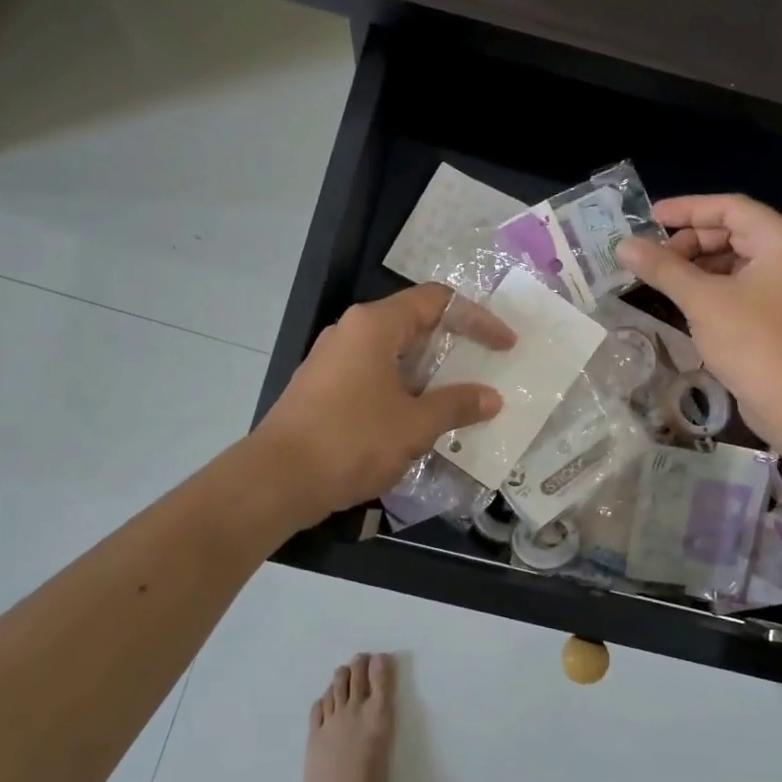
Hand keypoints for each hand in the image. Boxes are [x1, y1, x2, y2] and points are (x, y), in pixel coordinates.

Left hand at [254, 284, 513, 527]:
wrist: (276, 480)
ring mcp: (332, 360)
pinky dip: (403, 390)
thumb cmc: (351, 441)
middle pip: (414, 324)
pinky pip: (374, 376)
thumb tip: (491, 398)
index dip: (477, 319)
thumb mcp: (415, 425)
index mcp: (375, 325)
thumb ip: (457, 405)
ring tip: (459, 399)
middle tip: (485, 370)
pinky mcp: (322, 388)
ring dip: (428, 374)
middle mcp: (351, 332)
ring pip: (393, 354)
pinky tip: (418, 421)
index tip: (505, 345)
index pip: (437, 301)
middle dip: (453, 347)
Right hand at [617, 195, 781, 426]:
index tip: (649, 218)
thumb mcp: (703, 300)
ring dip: (698, 266)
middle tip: (653, 257)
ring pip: (736, 262)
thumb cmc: (754, 342)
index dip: (687, 209)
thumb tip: (623, 245)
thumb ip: (663, 268)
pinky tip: (686, 303)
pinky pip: (742, 288)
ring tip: (663, 279)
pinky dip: (713, 288)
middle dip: (690, 241)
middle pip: (734, 233)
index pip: (730, 207)